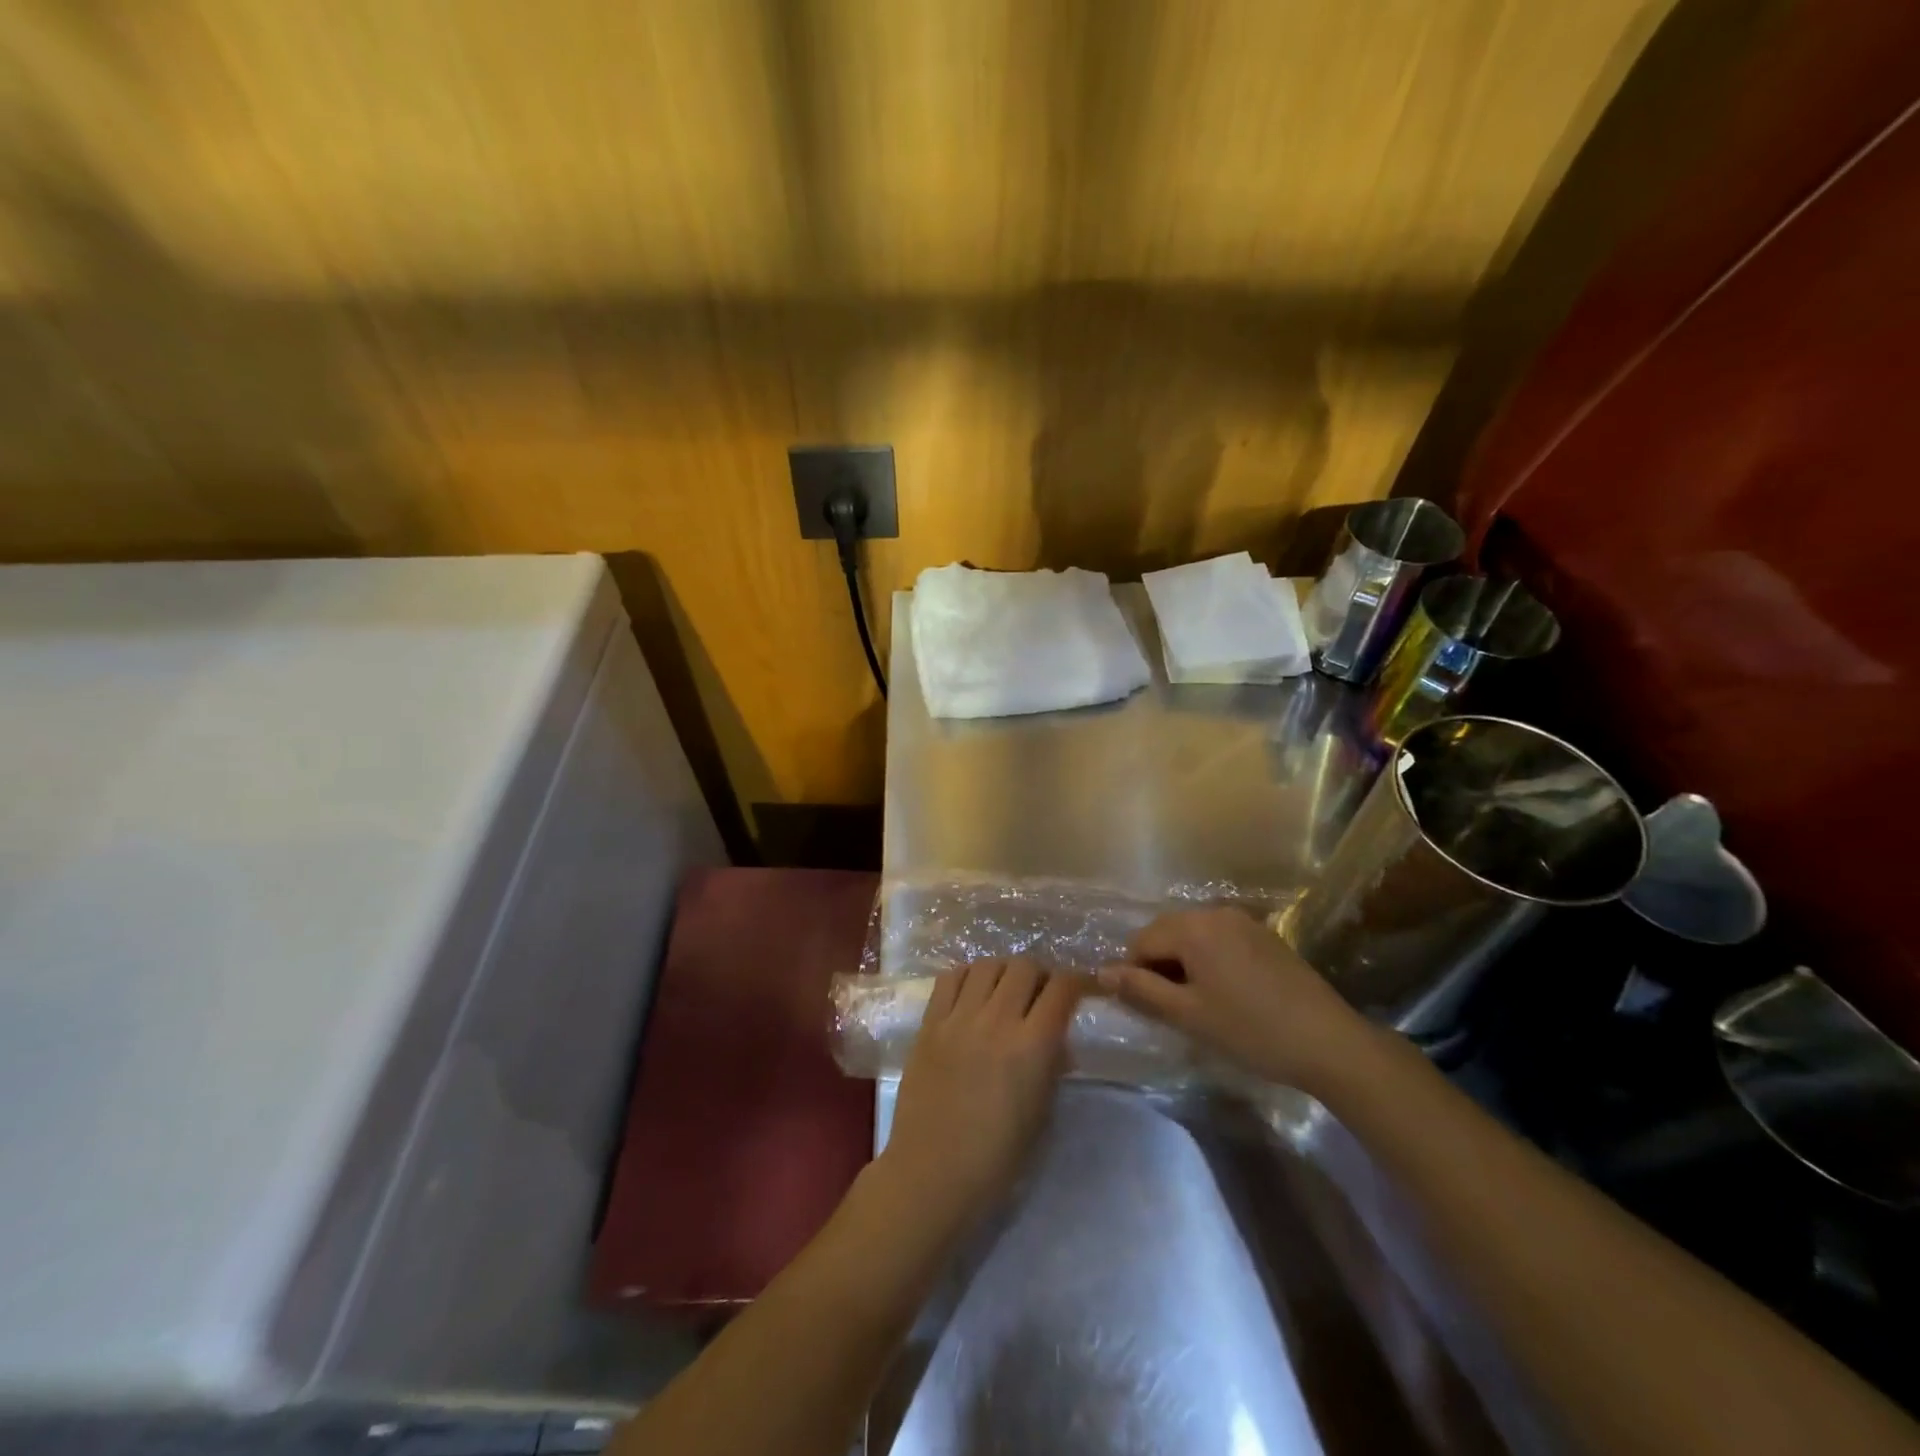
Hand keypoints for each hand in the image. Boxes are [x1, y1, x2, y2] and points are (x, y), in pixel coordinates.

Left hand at [873, 958, 1079, 1235]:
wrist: (932, 1175)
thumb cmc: (996, 1159)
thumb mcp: (1042, 1114)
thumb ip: (1053, 1067)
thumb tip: (1059, 1039)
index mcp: (1032, 1046)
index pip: (1062, 989)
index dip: (1078, 981)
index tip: (1082, 988)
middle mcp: (996, 1020)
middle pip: (1024, 966)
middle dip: (1041, 975)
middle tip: (1041, 994)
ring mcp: (958, 1018)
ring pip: (987, 964)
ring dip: (1004, 972)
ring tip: (1006, 991)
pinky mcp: (929, 1023)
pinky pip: (950, 978)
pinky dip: (968, 976)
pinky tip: (973, 993)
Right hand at [1097, 907, 1376, 1093]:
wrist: (1330, 1042)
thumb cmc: (1251, 1030)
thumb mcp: (1189, 1015)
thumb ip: (1141, 990)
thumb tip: (1102, 972)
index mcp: (1193, 927)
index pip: (1141, 941)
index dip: (1136, 973)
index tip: (1150, 1008)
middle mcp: (1215, 913)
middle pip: (1166, 932)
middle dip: (1159, 965)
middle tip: (1172, 1009)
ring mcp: (1243, 921)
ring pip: (1193, 936)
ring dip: (1184, 963)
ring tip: (1198, 1003)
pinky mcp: (1265, 935)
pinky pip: (1219, 939)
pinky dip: (1209, 960)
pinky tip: (1226, 994)